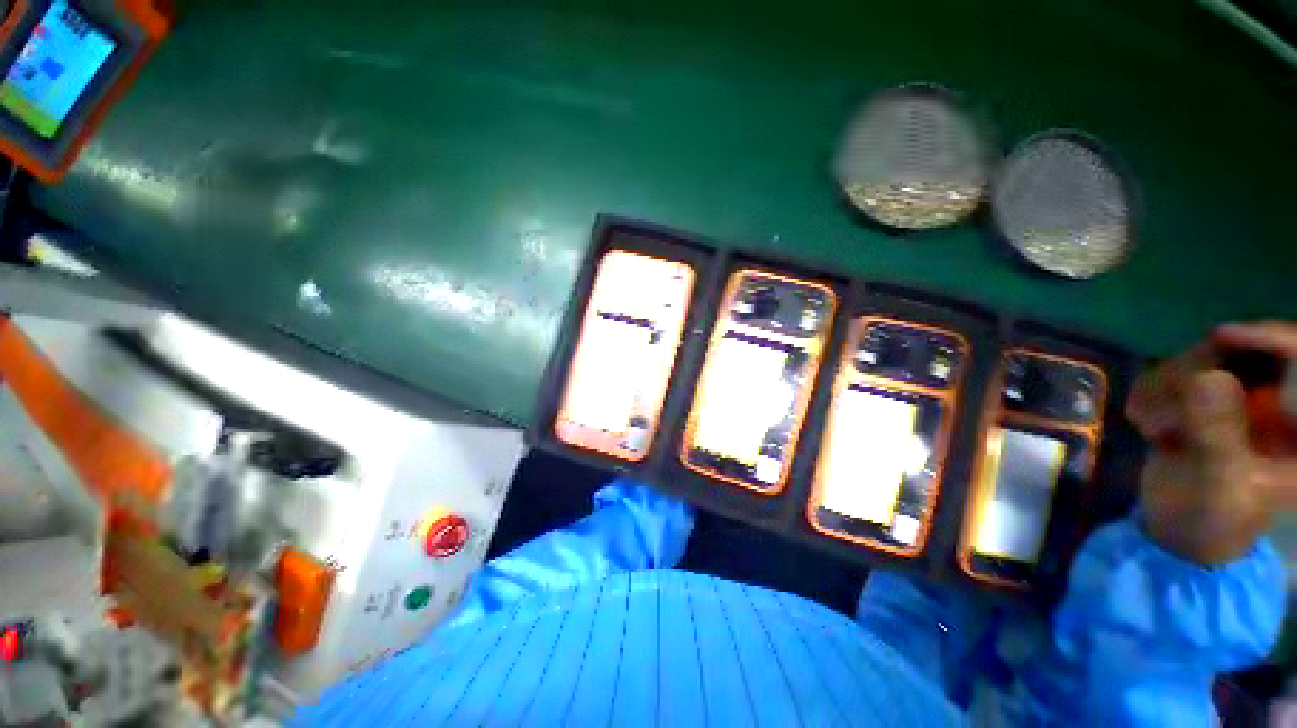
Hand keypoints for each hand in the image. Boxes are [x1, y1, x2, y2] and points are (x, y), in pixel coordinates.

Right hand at [1126, 321, 1296, 564]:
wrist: (1176, 537)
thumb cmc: (1212, 523)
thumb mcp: (1220, 485)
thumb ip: (1219, 436)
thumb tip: (1209, 377)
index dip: (1271, 338)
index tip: (1221, 336)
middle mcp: (1278, 407)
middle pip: (1247, 353)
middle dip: (1200, 369)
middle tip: (1168, 396)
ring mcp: (1240, 404)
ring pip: (1206, 360)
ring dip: (1168, 386)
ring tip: (1152, 425)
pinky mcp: (1205, 404)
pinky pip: (1175, 374)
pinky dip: (1152, 393)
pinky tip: (1145, 423)